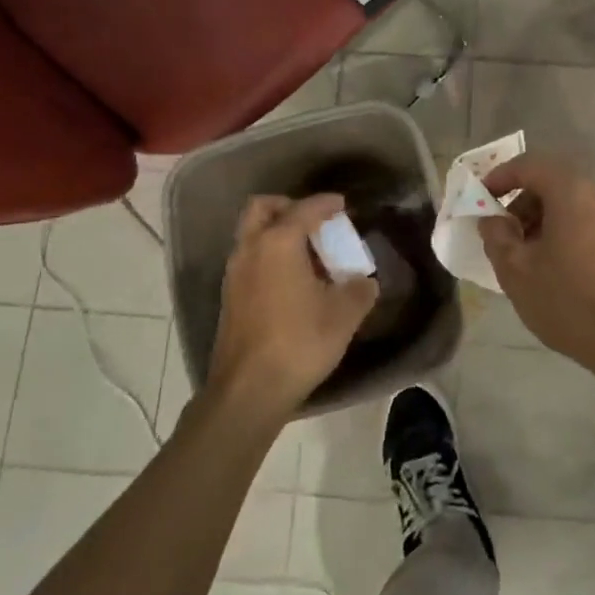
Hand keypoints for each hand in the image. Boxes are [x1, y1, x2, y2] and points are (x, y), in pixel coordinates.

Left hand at [206, 194, 378, 421]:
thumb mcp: (343, 316)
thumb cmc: (299, 342)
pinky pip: (249, 259)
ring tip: (307, 254)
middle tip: (313, 222)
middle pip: (262, 208)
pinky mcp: (229, 297)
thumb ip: (359, 291)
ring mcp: (234, 274)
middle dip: (288, 206)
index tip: (342, 205)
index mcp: (278, 242)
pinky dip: (268, 256)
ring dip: (276, 232)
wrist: (249, 390)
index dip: (326, 204)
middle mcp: (251, 249)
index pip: (304, 209)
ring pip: (252, 234)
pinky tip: (291, 281)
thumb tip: (365, 282)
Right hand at [478, 157, 594, 386]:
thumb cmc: (572, 302)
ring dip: (542, 219)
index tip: (480, 199)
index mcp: (571, 191)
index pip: (528, 165)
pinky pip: (588, 221)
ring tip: (526, 256)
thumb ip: (497, 237)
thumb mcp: (518, 272)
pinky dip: (564, 231)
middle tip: (502, 234)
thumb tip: (492, 220)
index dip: (499, 177)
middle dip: (520, 202)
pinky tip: (555, 268)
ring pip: (570, 203)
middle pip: (551, 182)